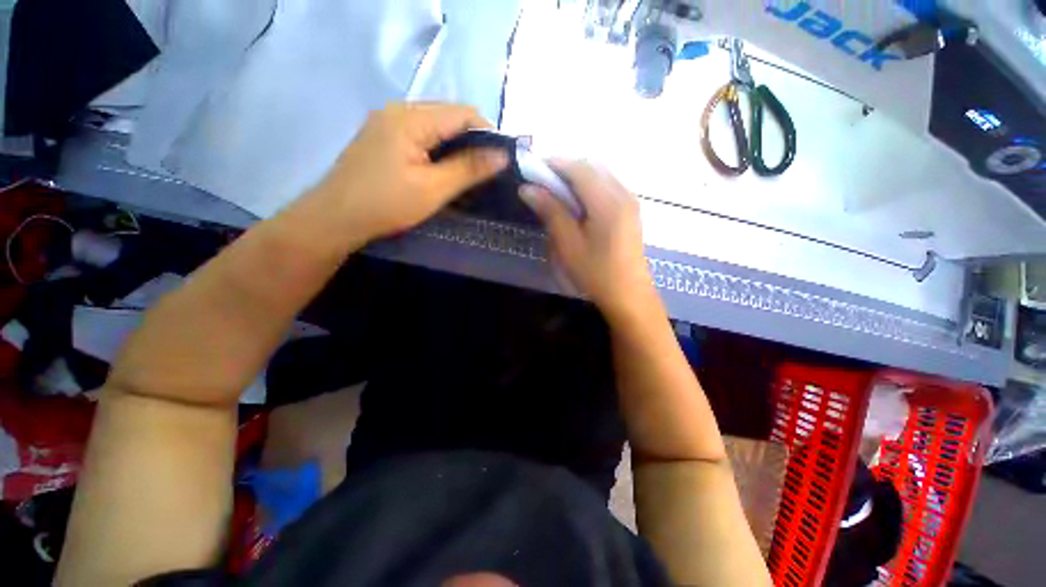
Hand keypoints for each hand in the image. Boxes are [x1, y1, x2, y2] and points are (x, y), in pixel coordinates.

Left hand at [313, 102, 508, 239]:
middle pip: (449, 116)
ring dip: (455, 146)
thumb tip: (502, 155)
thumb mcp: (433, 189)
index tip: (501, 161)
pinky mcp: (383, 136)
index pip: (463, 113)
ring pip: (435, 126)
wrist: (335, 218)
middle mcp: (398, 110)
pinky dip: (438, 149)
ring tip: (468, 172)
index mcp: (411, 117)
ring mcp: (387, 122)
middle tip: (486, 171)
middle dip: (472, 141)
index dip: (488, 133)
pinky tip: (443, 169)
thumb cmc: (386, 204)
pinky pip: (420, 135)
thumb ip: (469, 169)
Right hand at [519, 160, 652, 318]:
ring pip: (600, 175)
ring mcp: (630, 201)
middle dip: (565, 169)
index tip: (532, 169)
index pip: (579, 169)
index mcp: (608, 202)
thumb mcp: (569, 245)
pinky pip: (607, 187)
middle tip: (542, 183)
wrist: (629, 296)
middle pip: (591, 167)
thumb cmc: (596, 273)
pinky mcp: (630, 211)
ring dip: (577, 178)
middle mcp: (623, 194)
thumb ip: (551, 212)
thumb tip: (528, 189)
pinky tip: (577, 205)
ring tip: (557, 194)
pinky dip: (589, 187)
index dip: (554, 164)